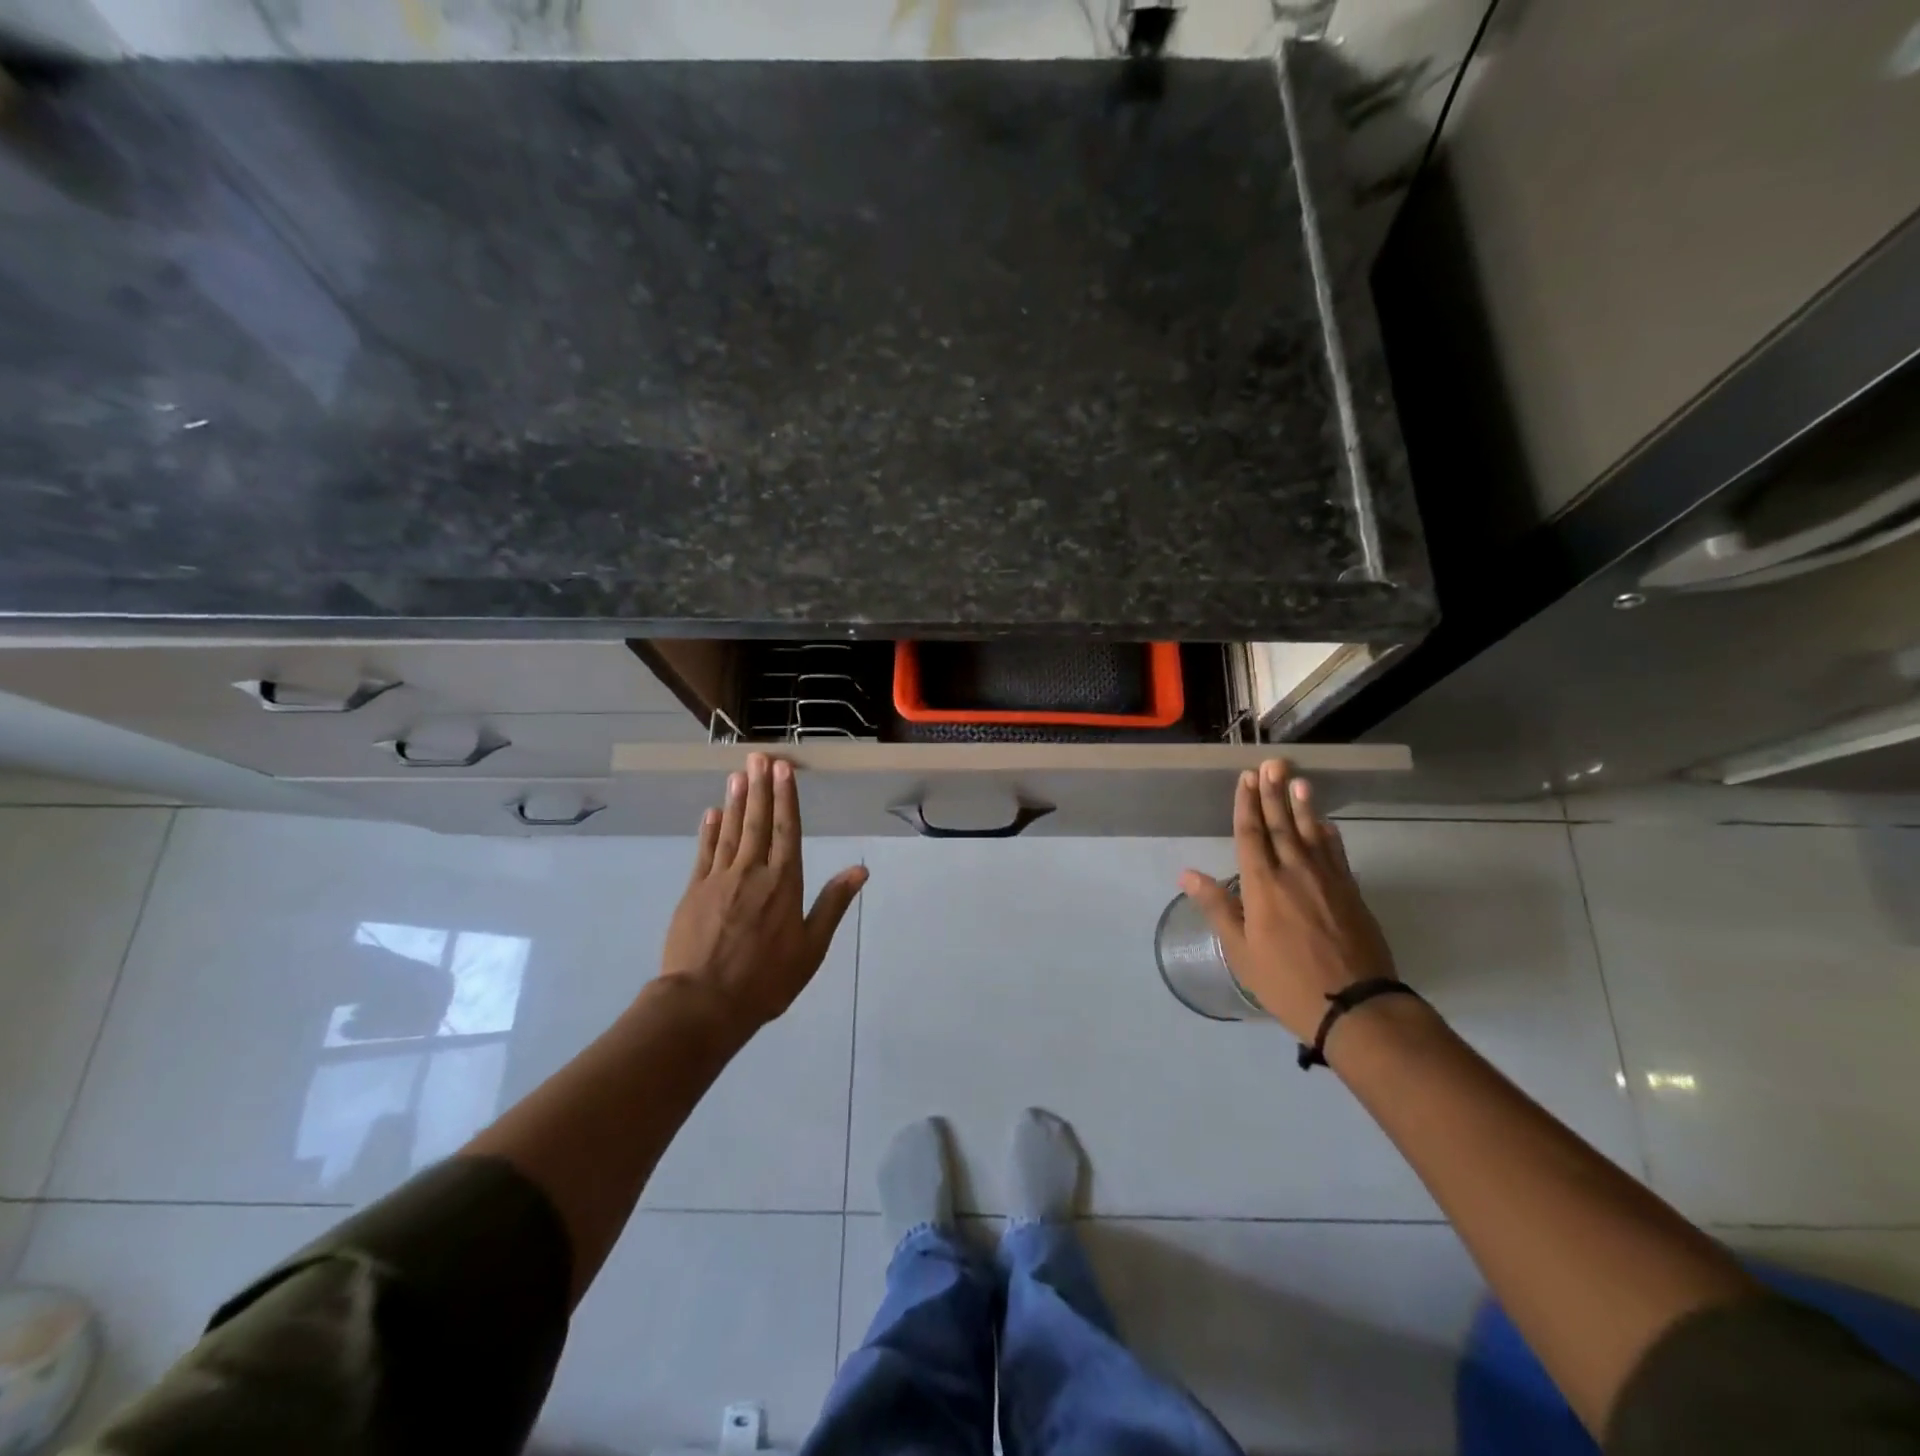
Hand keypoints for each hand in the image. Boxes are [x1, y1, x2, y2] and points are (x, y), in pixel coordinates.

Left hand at [660, 752, 867, 1036]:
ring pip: (731, 831)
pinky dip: (709, 830)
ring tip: (738, 774)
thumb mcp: (811, 948)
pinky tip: (712, 813)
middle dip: (761, 787)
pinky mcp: (694, 891)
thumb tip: (860, 870)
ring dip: (736, 801)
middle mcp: (753, 872)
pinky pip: (704, 852)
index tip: (783, 769)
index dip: (786, 798)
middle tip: (758, 757)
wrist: (704, 1003)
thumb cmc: (766, 979)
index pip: (787, 830)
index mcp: (784, 883)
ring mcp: (719, 879)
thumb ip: (832, 904)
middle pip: (758, 822)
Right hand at [1180, 759, 1396, 1042]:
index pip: (1251, 834)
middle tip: (1272, 764)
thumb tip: (1187, 874)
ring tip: (1298, 780)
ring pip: (1312, 833)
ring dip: (1303, 805)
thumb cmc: (1286, 981)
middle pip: (1282, 825)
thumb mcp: (1241, 951)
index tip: (1246, 778)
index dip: (1247, 805)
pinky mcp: (1351, 893)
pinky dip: (1329, 835)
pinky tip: (1326, 824)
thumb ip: (1217, 907)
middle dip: (1273, 793)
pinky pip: (1337, 853)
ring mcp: (1327, 880)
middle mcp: (1294, 872)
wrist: (1355, 1006)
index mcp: (1262, 885)